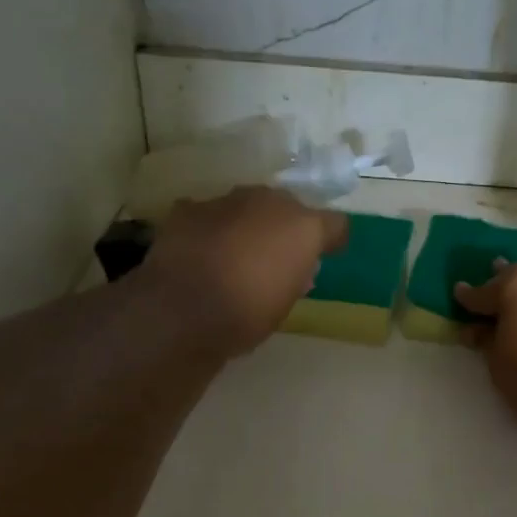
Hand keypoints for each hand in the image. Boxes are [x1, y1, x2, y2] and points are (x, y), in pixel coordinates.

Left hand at [143, 187, 347, 354]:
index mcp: (303, 227)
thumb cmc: (248, 315)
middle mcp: (268, 203)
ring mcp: (226, 201)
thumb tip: (294, 268)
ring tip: (236, 256)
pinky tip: (201, 255)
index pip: (334, 224)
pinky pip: (210, 215)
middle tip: (276, 257)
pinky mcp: (189, 209)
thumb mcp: (286, 303)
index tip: (325, 256)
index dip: (330, 240)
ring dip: (246, 226)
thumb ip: (295, 276)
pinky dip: (210, 230)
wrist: (183, 311)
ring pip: (246, 207)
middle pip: (287, 207)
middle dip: (284, 227)